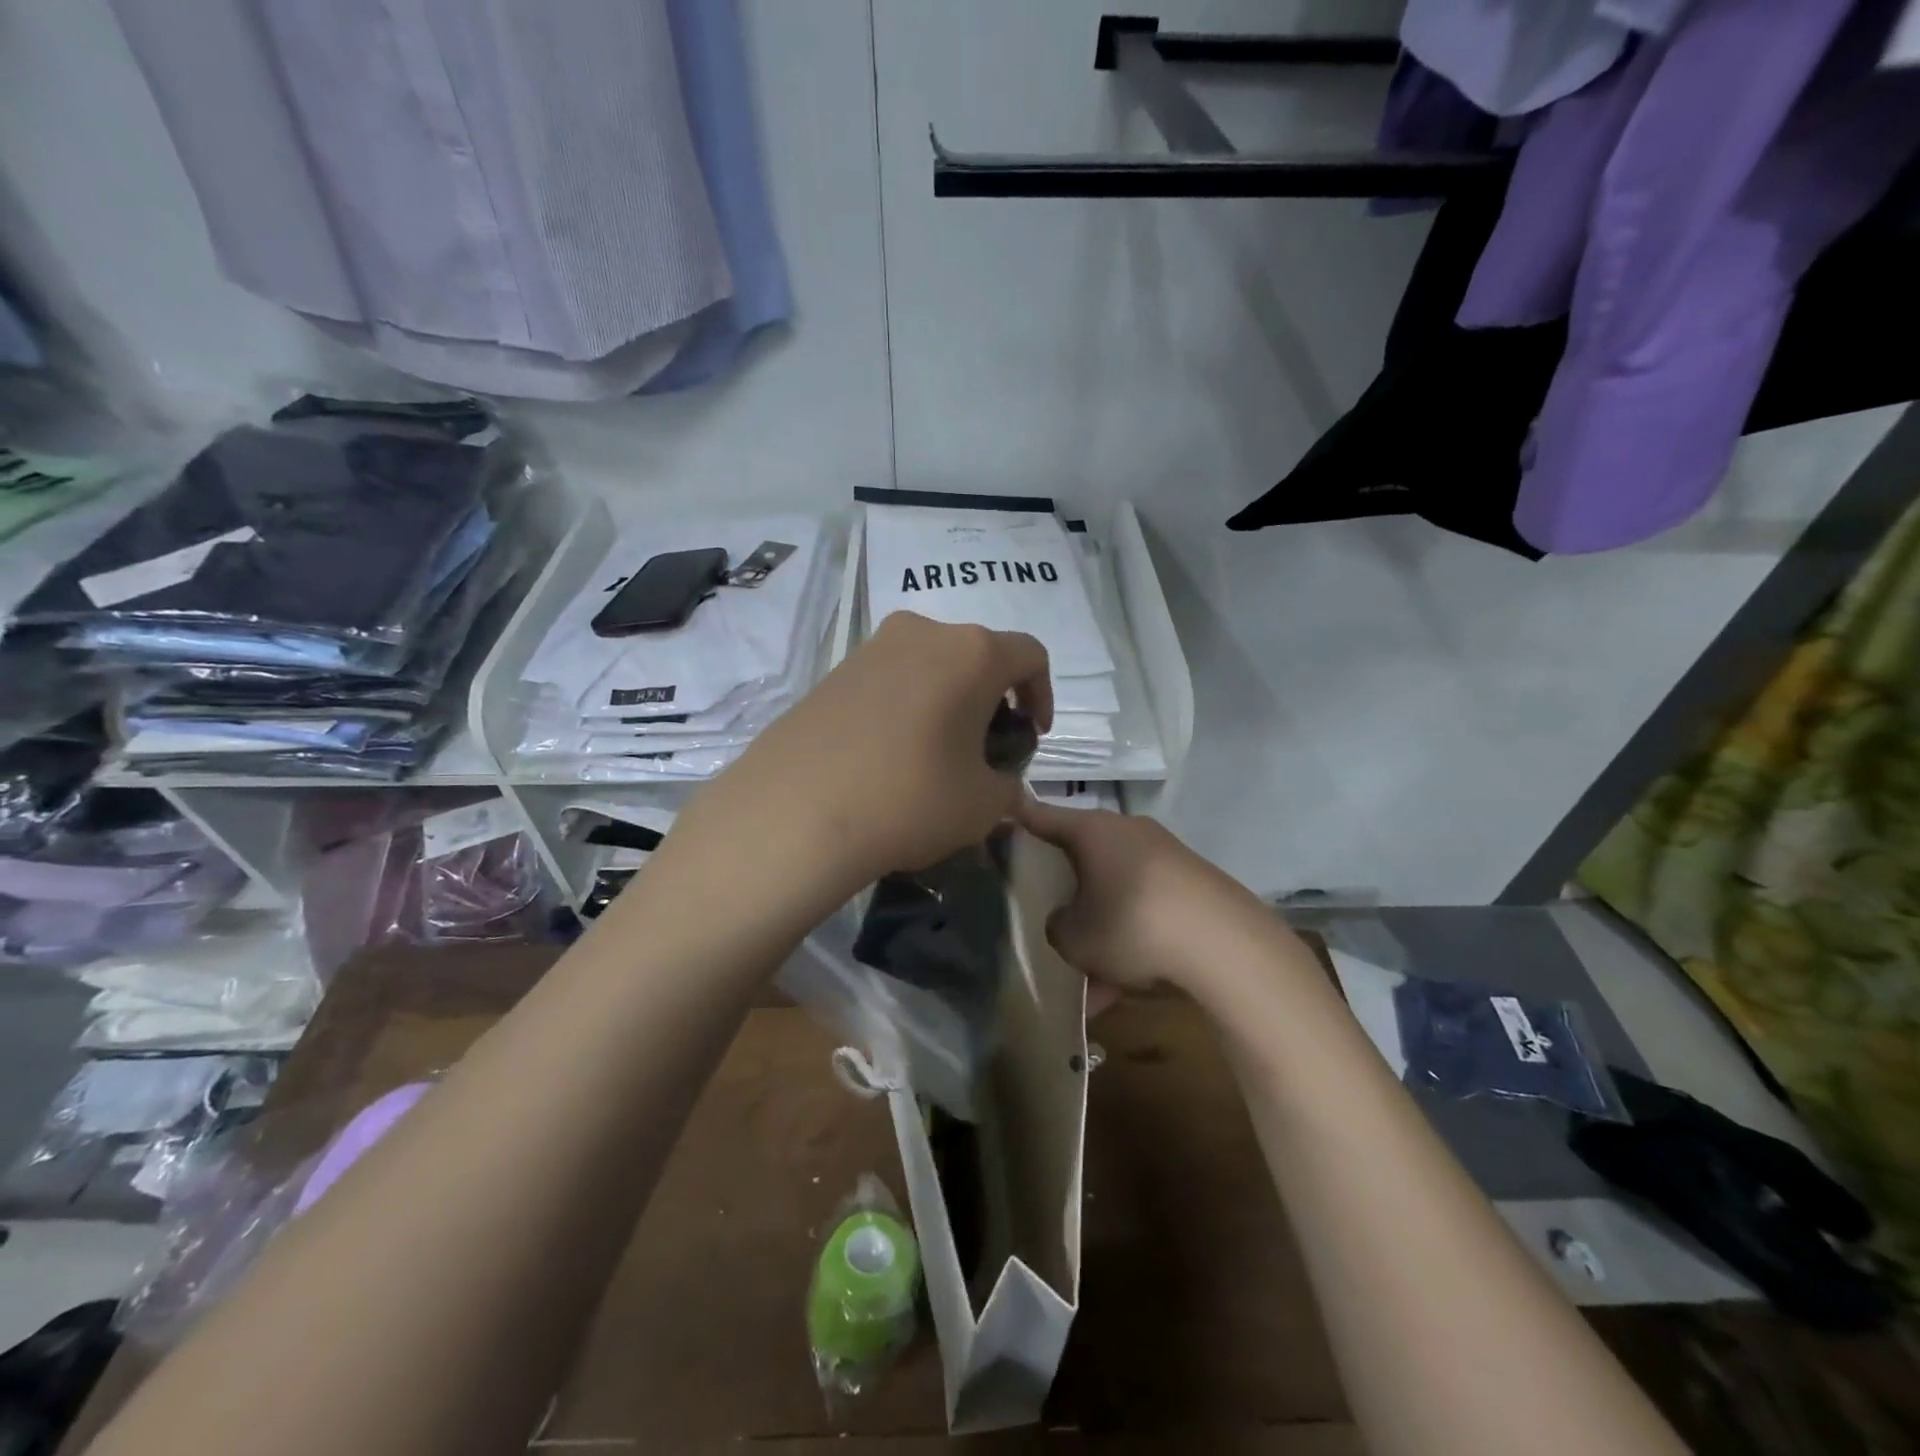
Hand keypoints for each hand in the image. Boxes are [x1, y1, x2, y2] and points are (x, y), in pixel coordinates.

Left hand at [684, 613, 1051, 893]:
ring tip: (938, 752)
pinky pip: (890, 679)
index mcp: (973, 653)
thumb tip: (999, 782)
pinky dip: (907, 705)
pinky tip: (892, 753)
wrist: (797, 812)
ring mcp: (872, 648)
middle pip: (977, 655)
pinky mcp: (834, 670)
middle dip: (992, 698)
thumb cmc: (910, 799)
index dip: (1042, 694)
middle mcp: (924, 633)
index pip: (1029, 656)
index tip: (1032, 735)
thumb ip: (1007, 787)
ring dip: (948, 700)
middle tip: (986, 747)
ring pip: (931, 664)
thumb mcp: (983, 805)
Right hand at [1016, 798, 1296, 1003]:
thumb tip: (1069, 921)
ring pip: (1118, 892)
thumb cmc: (1132, 925)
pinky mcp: (1195, 885)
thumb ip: (1058, 926)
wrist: (1226, 946)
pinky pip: (1149, 910)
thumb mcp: (1075, 937)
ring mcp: (1167, 856)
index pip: (1042, 816)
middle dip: (1070, 891)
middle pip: (1085, 856)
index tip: (1001, 812)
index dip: (1018, 817)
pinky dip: (1136, 942)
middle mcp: (1129, 832)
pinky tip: (1130, 988)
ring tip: (1096, 985)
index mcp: (1093, 831)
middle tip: (1056, 922)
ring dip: (1105, 931)